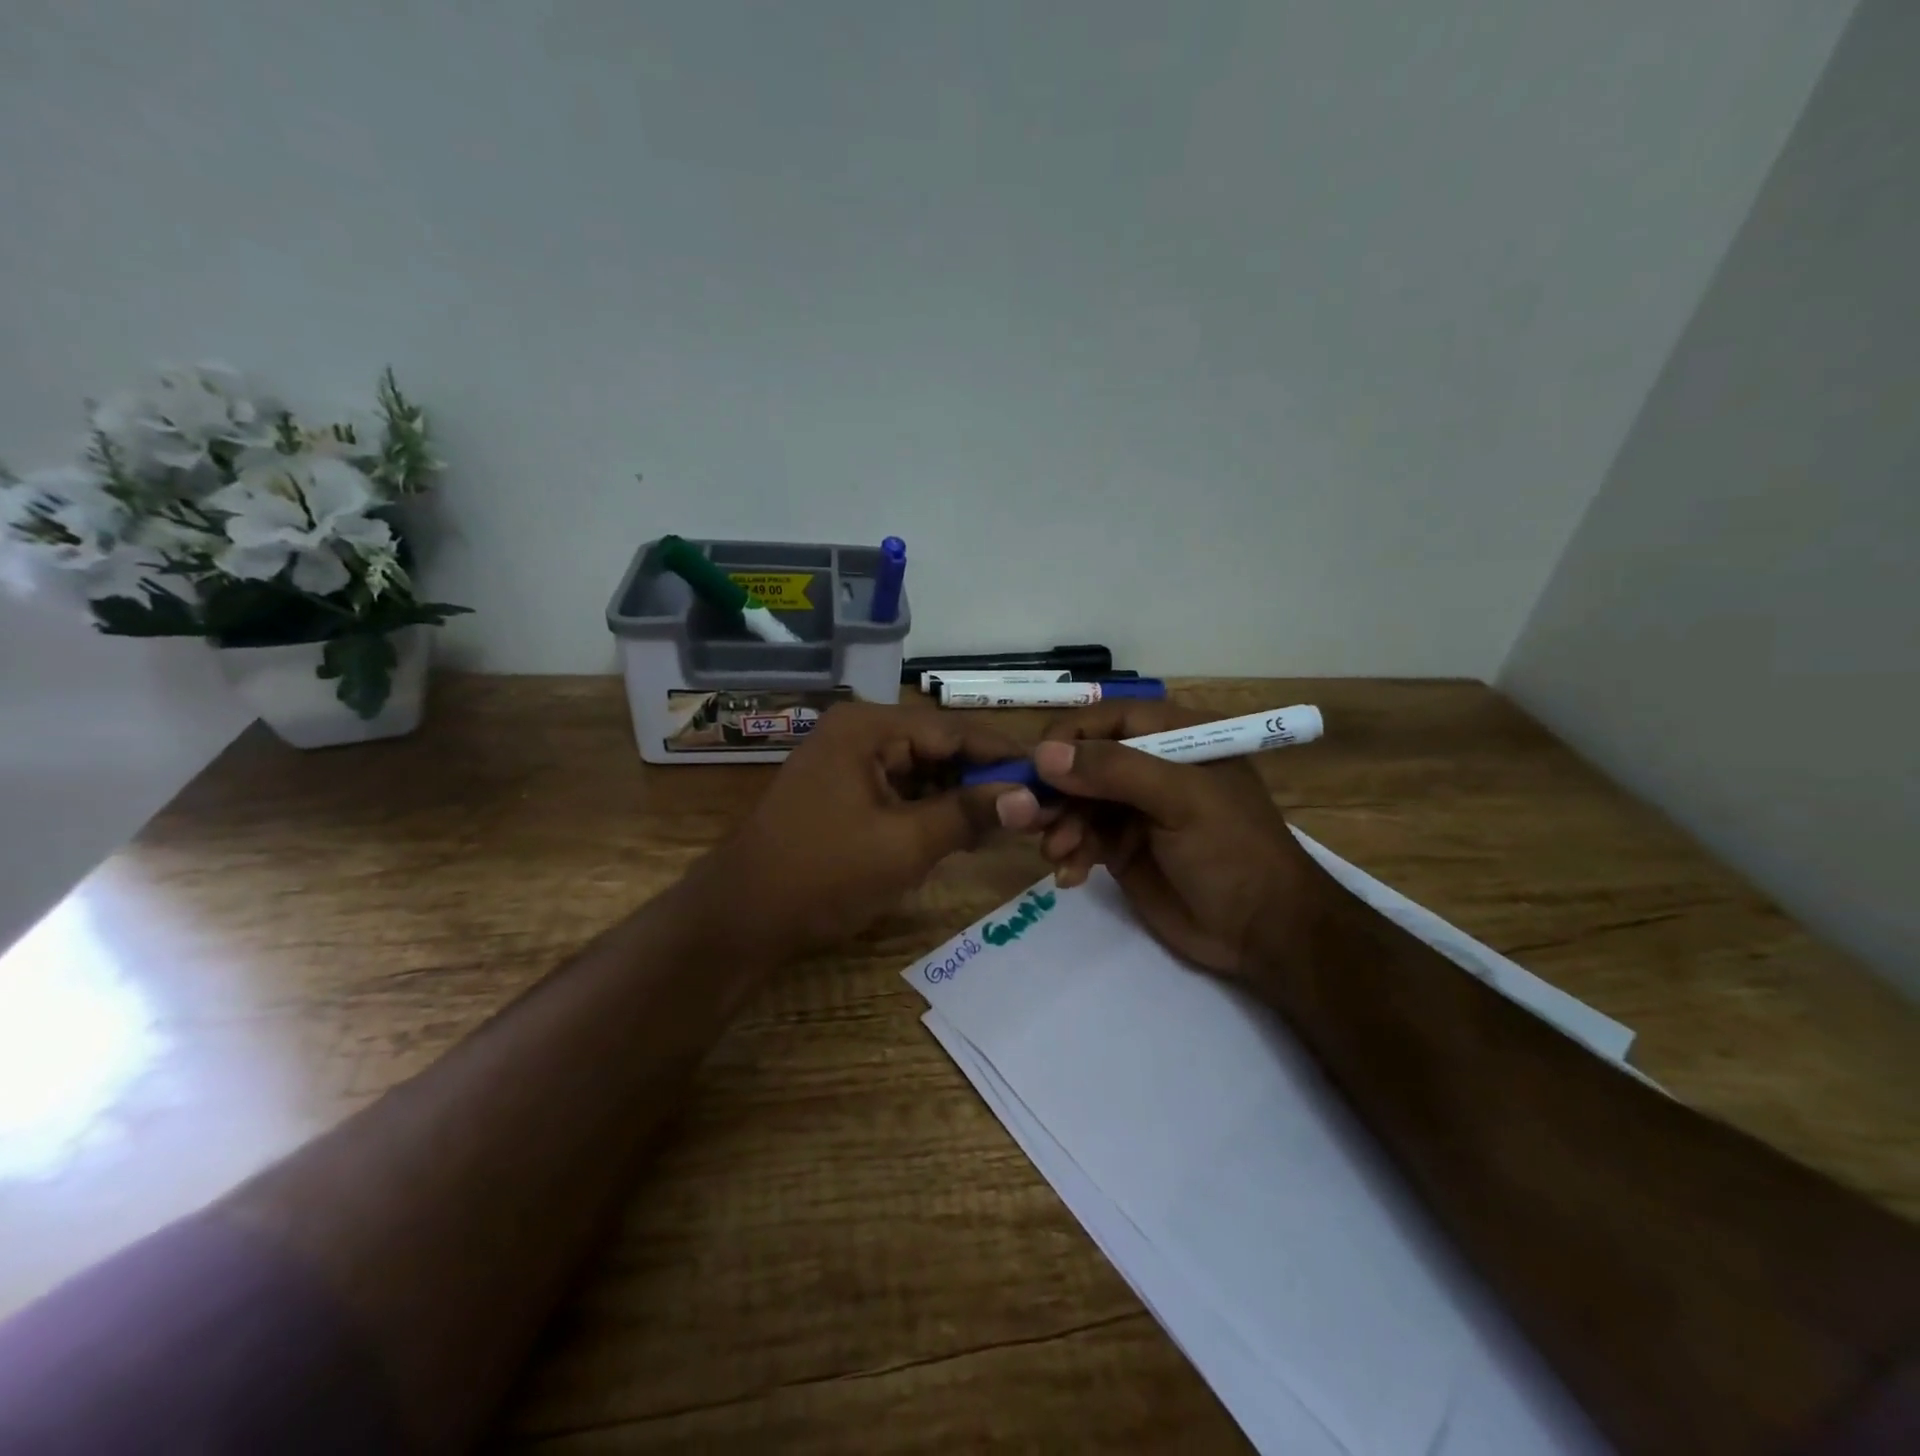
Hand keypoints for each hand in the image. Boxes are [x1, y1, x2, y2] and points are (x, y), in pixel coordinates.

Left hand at [684, 702, 1030, 960]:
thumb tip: (1029, 797)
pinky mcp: (842, 792)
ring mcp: (847, 762)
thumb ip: (968, 814)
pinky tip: (961, 835)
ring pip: (921, 772)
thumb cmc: (823, 874)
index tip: (1049, 778)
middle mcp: (858, 733)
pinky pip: (899, 792)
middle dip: (983, 780)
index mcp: (868, 727)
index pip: (954, 730)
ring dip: (959, 798)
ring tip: (1005, 826)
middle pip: (938, 748)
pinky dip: (930, 811)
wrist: (740, 918)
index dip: (1003, 756)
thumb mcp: (904, 845)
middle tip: (1032, 810)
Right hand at [1024, 702, 1331, 980]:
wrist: (1261, 933)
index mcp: (1176, 736)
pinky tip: (1069, 875)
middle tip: (1031, 815)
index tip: (1037, 763)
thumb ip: (1114, 770)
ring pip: (1077, 801)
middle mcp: (1151, 766)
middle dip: (1057, 788)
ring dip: (1060, 824)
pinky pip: (1082, 838)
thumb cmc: (1232, 851)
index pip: (1110, 718)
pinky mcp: (1122, 847)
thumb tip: (1043, 754)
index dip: (1071, 735)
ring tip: (1057, 852)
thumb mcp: (1180, 800)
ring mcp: (1135, 809)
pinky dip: (1070, 853)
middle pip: (1085, 761)